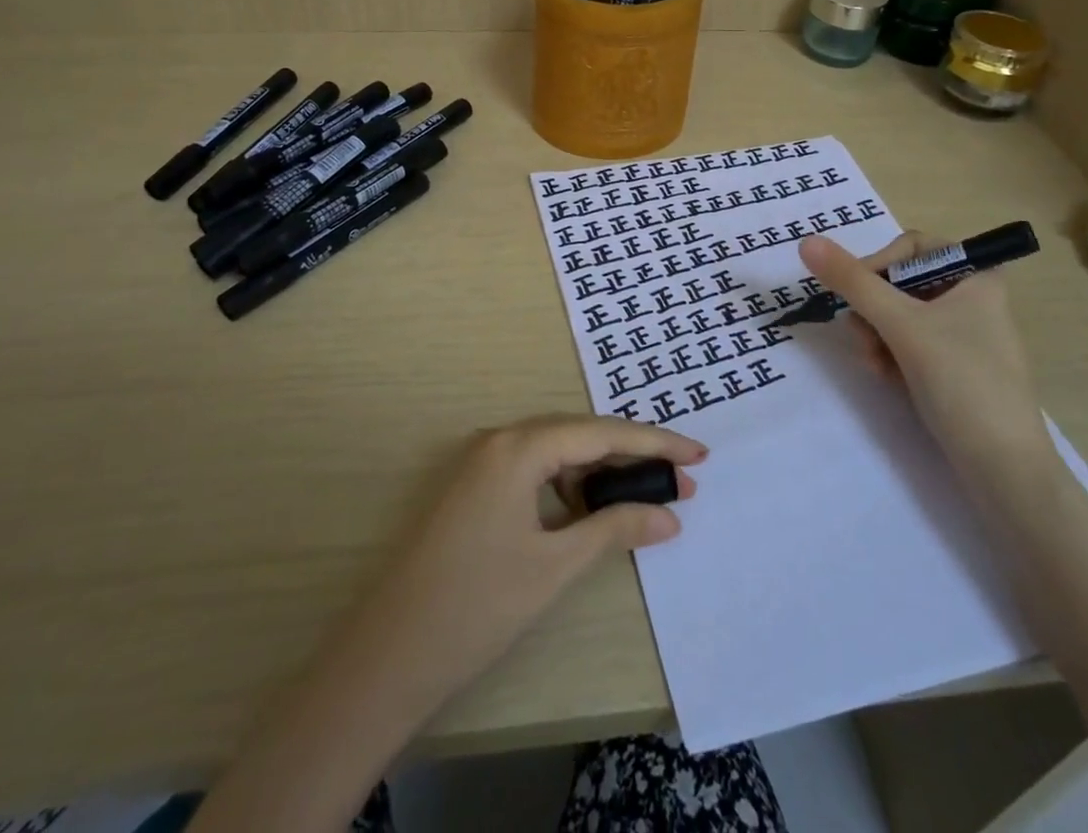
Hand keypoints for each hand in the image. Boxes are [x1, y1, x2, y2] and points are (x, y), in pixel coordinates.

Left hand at [341, 414, 705, 712]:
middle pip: (579, 435)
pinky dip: (568, 485)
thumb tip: (670, 514)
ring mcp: (481, 463)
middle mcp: (499, 440)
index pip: (600, 433)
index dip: (654, 443)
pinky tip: (590, 510)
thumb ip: (614, 528)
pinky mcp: (474, 488)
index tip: (699, 456)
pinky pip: (533, 470)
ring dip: (600, 471)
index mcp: (518, 446)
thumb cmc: (477, 606)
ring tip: (643, 496)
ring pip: (556, 452)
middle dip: (631, 456)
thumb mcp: (555, 566)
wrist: (388, 655)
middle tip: (681, 481)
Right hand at [798, 233, 1050, 489]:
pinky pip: (909, 344)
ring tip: (875, 364)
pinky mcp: (954, 367)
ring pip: (899, 315)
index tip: (858, 291)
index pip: (913, 245)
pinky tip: (886, 378)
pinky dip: (890, 355)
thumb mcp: (901, 325)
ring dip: (876, 335)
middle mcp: (972, 298)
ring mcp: (964, 335)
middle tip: (862, 335)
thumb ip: (852, 281)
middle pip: (900, 282)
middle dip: (873, 309)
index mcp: (977, 275)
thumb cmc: (962, 382)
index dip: (879, 263)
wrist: (1005, 471)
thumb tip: (806, 241)